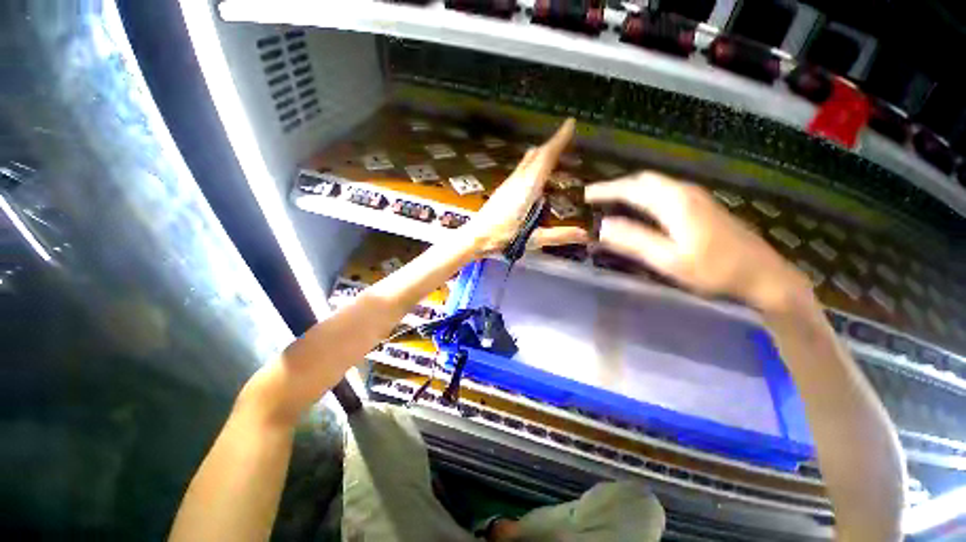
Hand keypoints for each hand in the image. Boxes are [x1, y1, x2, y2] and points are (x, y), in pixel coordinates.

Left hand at [466, 119, 588, 256]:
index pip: (545, 157)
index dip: (558, 140)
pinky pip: (522, 169)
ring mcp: (509, 183)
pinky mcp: (504, 189)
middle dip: (552, 145)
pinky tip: (538, 178)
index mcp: (528, 187)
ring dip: (543, 155)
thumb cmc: (502, 236)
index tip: (570, 123)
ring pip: (527, 161)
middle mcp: (518, 180)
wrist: (475, 237)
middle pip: (536, 155)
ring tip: (558, 158)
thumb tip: (586, 235)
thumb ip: (559, 235)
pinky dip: (534, 165)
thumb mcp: (533, 238)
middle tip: (568, 141)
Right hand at [584, 172, 811, 312]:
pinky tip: (639, 209)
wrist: (765, 277)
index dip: (605, 190)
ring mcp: (697, 196)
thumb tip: (601, 226)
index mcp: (675, 202)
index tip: (584, 196)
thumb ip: (633, 240)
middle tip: (594, 199)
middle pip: (643, 180)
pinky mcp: (702, 205)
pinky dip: (644, 195)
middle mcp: (685, 191)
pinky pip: (664, 191)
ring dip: (630, 190)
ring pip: (655, 184)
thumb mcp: (668, 260)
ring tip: (610, 202)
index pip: (631, 188)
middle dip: (616, 187)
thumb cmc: (715, 271)